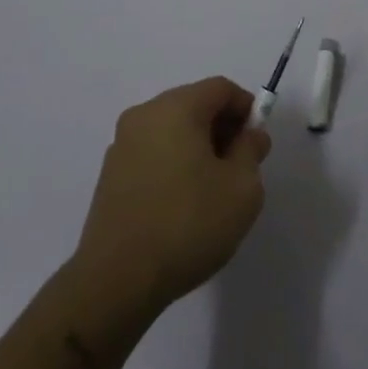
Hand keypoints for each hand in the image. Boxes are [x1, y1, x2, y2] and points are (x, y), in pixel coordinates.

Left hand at [76, 77, 271, 312]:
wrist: (117, 280)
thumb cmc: (188, 224)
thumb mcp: (242, 188)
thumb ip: (251, 151)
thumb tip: (250, 135)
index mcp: (176, 108)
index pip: (220, 88)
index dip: (246, 108)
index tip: (258, 143)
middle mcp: (144, 115)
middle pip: (194, 104)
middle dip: (222, 128)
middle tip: (240, 166)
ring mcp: (122, 144)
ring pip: (172, 129)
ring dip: (198, 147)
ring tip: (213, 189)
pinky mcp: (110, 174)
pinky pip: (153, 152)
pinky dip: (174, 163)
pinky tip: (183, 203)